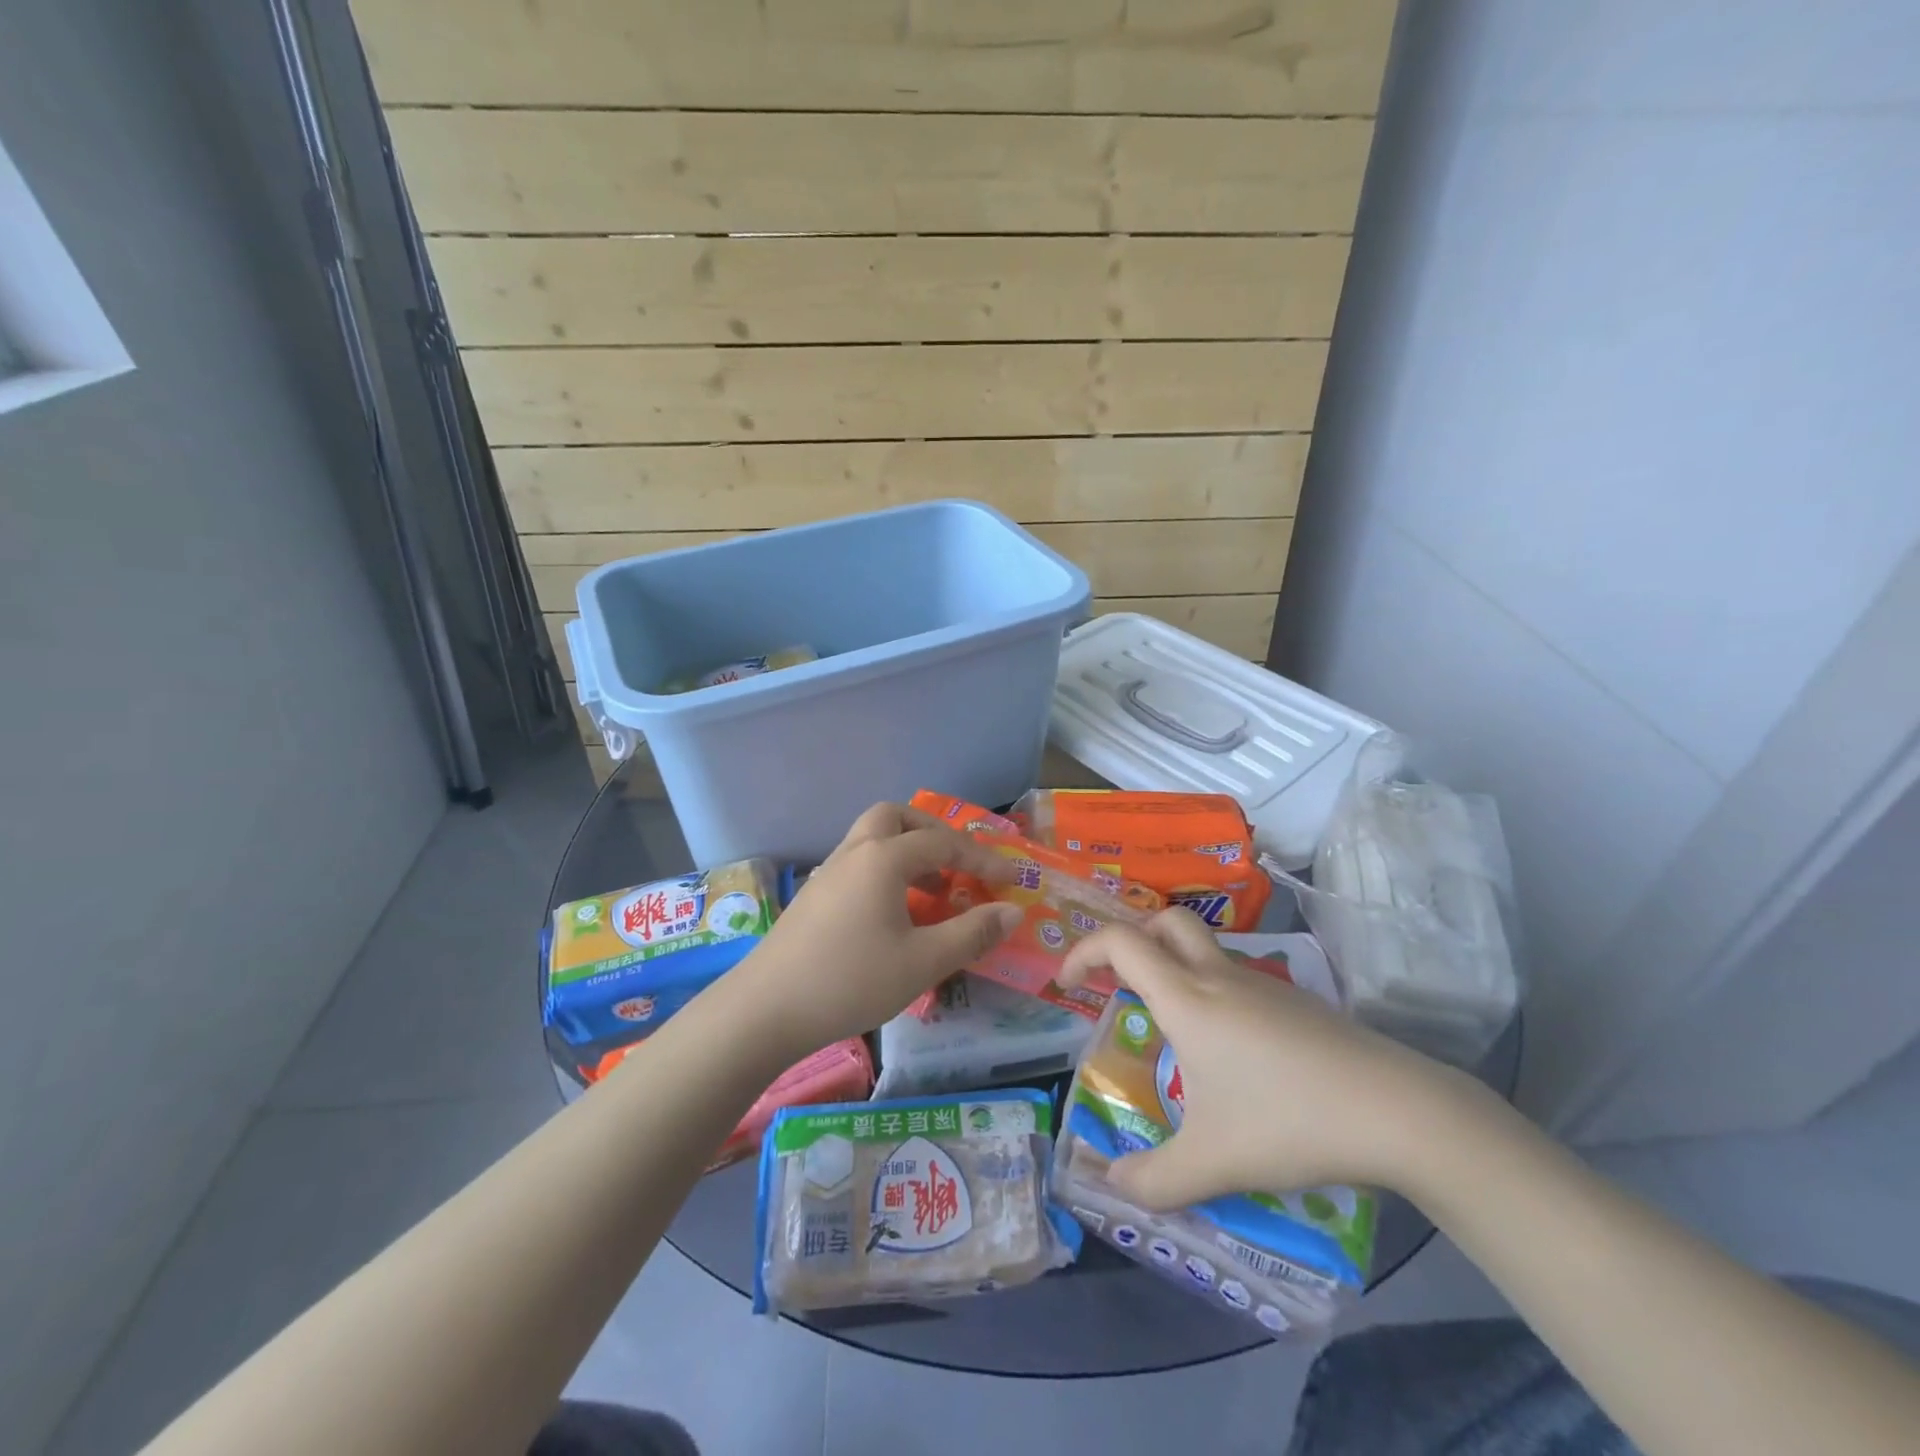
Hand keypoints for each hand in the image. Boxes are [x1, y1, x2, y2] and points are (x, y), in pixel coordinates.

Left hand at [738, 803, 1021, 1054]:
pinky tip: (893, 913)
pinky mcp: (813, 897)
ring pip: (871, 839)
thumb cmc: (851, 980)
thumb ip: (972, 933)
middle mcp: (854, 853)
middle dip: (931, 832)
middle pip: (895, 817)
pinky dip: (884, 871)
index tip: (1010, 879)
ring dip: (906, 851)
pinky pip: (857, 864)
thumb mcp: (922, 962)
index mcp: (883, 859)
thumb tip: (1013, 911)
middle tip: (956, 861)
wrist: (765, 1009)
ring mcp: (827, 873)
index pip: (943, 843)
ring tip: (931, 890)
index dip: (981, 858)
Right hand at [1059, 910, 1470, 1206]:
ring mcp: (1262, 984)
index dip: (1083, 950)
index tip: (1067, 983)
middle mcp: (1219, 977)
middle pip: (1165, 922)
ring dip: (1174, 965)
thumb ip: (1153, 1179)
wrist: (1398, 1109)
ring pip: (1205, 948)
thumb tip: (1111, 1183)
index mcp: (1187, 998)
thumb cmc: (1289, 1122)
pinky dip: (1213, 991)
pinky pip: (1237, 977)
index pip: (1120, 942)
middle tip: (1120, 983)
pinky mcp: (1296, 1002)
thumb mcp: (1212, 1163)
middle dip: (1132, 940)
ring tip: (1173, 1028)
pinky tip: (1232, 1054)